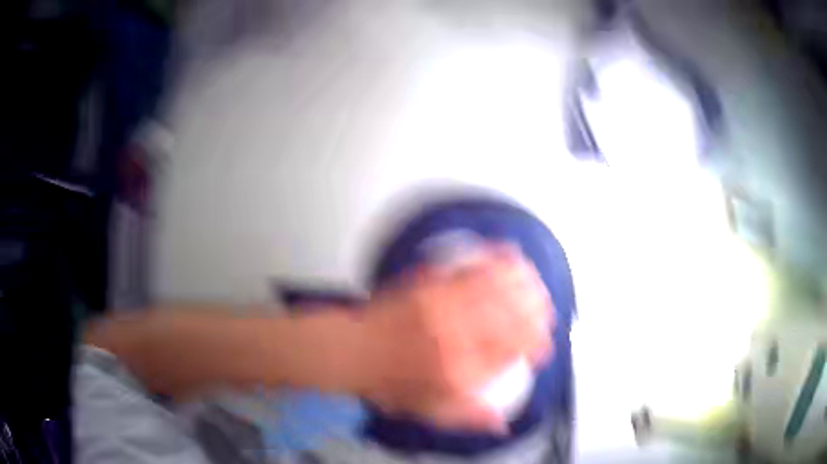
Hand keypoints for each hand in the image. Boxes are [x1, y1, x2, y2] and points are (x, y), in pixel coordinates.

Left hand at [357, 244, 553, 432]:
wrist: (353, 351)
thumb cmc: (388, 381)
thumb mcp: (429, 411)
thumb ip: (468, 416)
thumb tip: (500, 423)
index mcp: (458, 370)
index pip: (511, 352)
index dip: (535, 347)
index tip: (541, 348)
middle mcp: (455, 335)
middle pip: (511, 316)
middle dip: (538, 313)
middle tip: (546, 314)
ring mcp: (443, 305)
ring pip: (497, 287)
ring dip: (524, 283)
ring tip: (536, 284)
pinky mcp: (431, 284)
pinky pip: (470, 267)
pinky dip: (494, 258)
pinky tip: (508, 254)